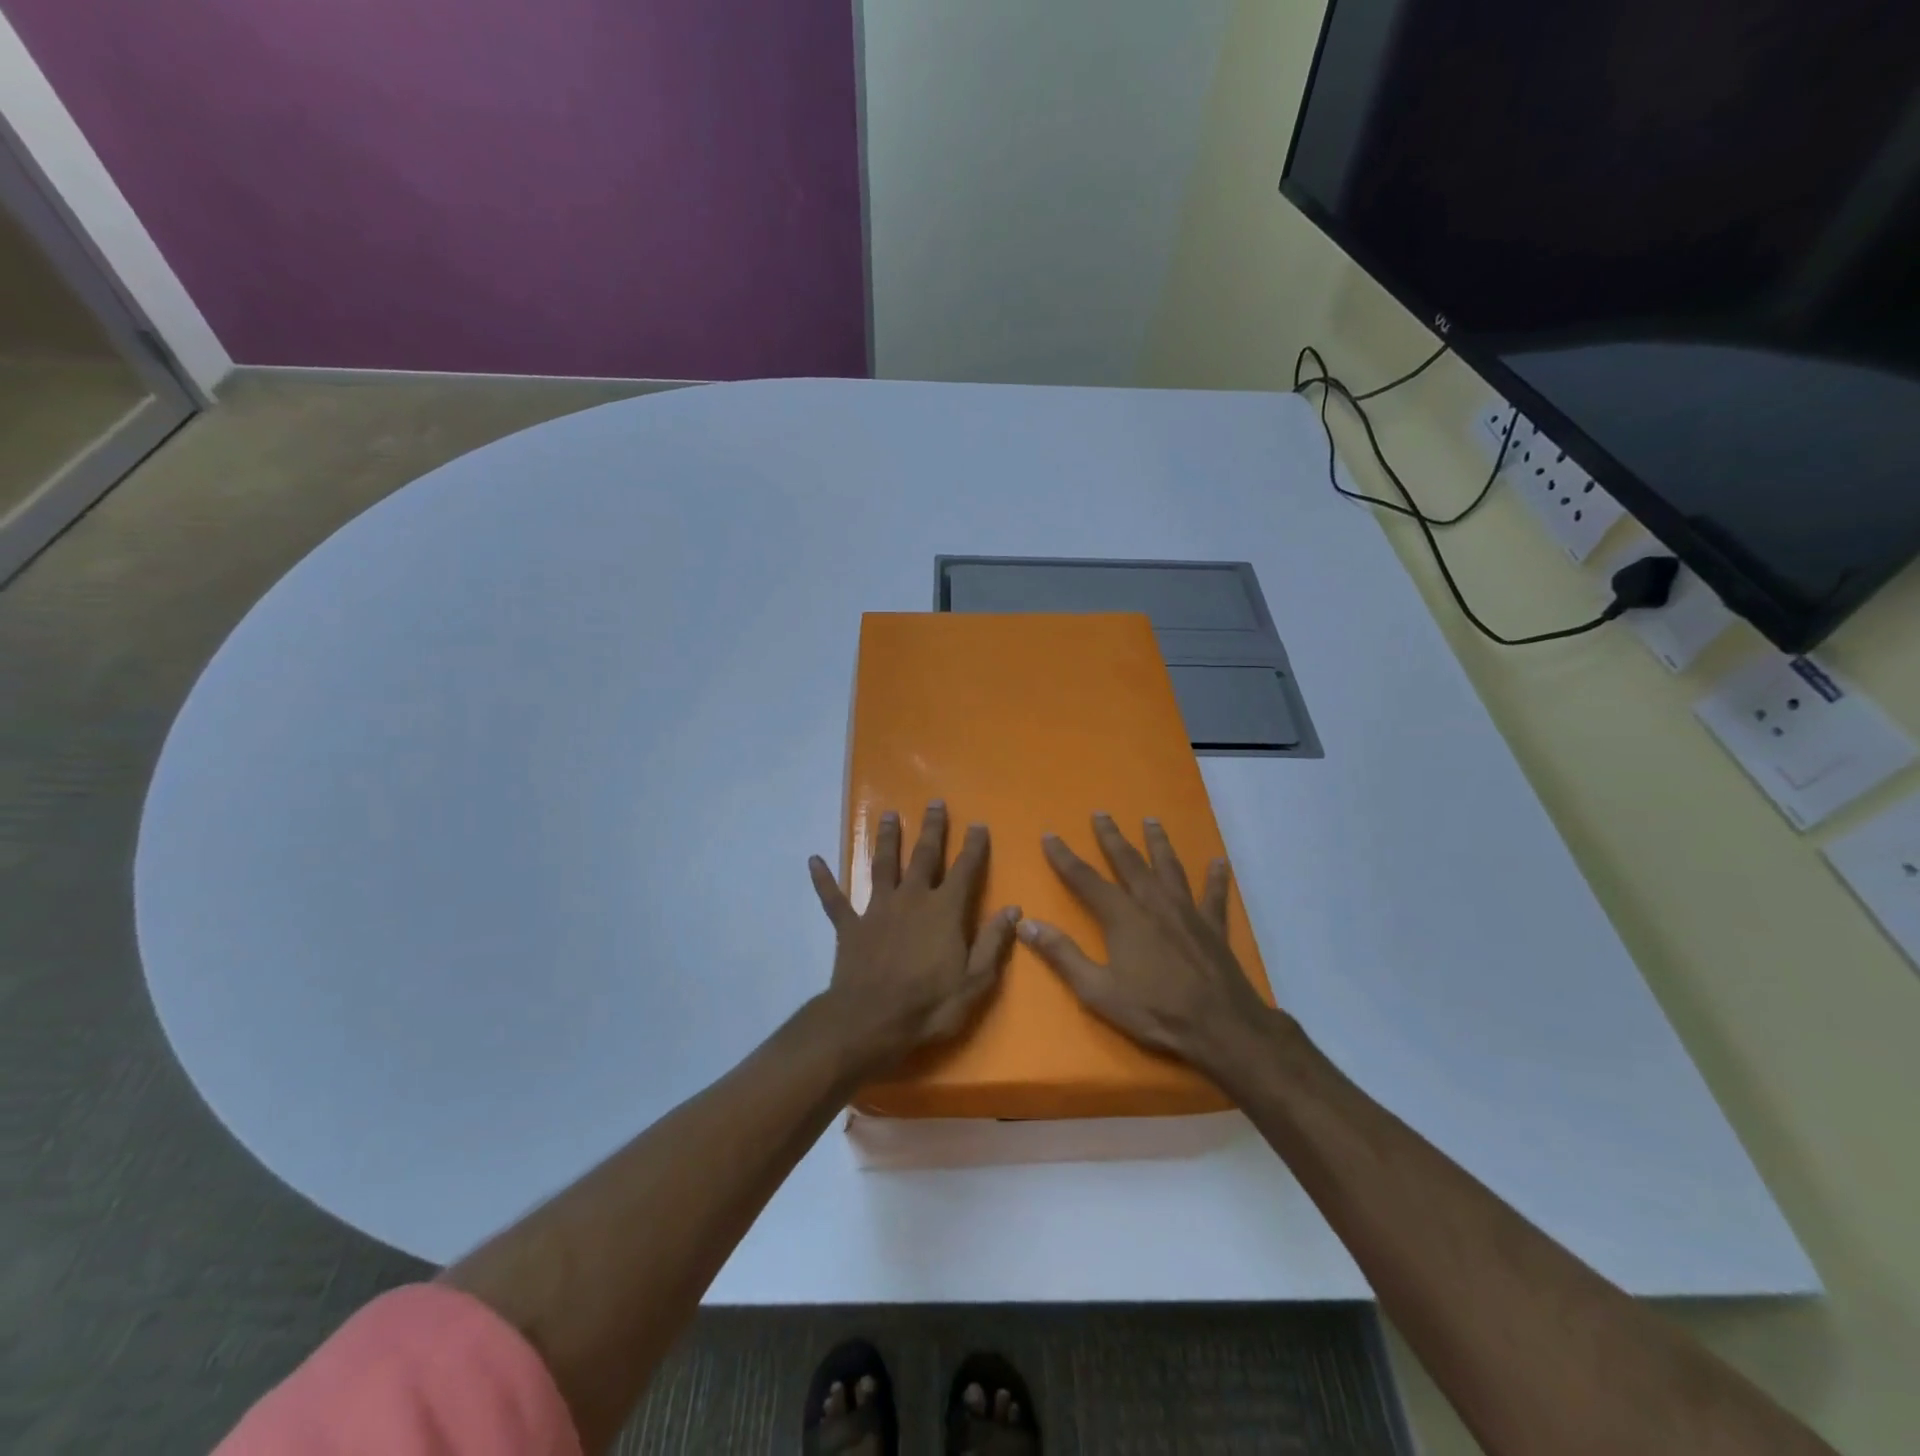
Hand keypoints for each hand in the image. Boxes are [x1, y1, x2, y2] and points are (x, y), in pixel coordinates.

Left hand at [808, 801, 1021, 1075]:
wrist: (869, 1022)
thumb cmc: (928, 1006)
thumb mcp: (974, 982)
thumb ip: (992, 942)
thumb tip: (1013, 909)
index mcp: (944, 911)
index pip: (965, 870)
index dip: (973, 846)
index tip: (978, 824)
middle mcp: (911, 899)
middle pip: (924, 856)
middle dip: (931, 828)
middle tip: (934, 803)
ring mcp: (877, 909)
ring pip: (882, 865)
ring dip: (885, 839)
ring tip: (887, 814)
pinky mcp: (850, 926)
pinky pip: (834, 899)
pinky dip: (824, 879)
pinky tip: (814, 860)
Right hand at [1018, 813, 1276, 1076]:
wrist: (1221, 1027)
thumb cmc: (1155, 1011)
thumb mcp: (1098, 991)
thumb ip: (1062, 955)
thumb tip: (1027, 924)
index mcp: (1123, 917)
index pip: (1085, 879)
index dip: (1064, 857)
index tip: (1049, 835)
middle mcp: (1153, 903)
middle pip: (1129, 862)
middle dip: (1111, 837)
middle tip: (1101, 814)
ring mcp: (1187, 912)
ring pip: (1170, 867)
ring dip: (1158, 843)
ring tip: (1151, 821)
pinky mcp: (1213, 927)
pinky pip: (1214, 896)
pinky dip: (1216, 878)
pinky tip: (1219, 862)